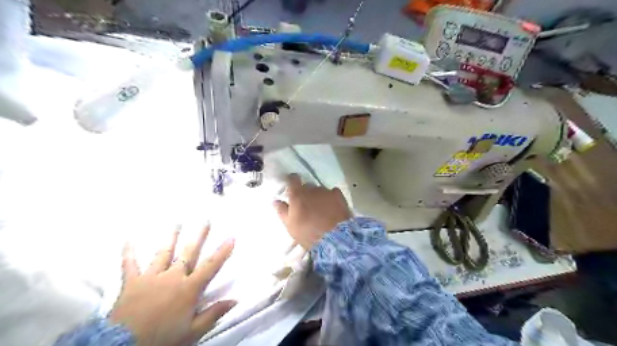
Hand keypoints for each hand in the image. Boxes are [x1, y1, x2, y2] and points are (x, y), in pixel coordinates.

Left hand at [110, 226, 234, 344]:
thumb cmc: (162, 338)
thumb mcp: (192, 331)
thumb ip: (213, 314)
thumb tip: (235, 300)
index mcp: (189, 288)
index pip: (210, 266)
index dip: (222, 251)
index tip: (231, 237)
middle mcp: (172, 277)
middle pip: (189, 253)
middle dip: (199, 236)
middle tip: (205, 220)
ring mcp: (152, 277)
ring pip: (163, 253)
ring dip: (171, 237)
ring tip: (177, 223)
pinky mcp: (132, 282)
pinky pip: (130, 264)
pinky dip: (129, 252)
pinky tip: (129, 239)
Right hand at [274, 174, 351, 249]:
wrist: (334, 239)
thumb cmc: (308, 233)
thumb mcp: (290, 225)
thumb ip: (282, 211)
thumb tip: (276, 200)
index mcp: (298, 195)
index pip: (293, 179)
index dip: (292, 181)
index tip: (292, 187)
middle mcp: (312, 189)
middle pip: (307, 186)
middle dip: (305, 193)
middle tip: (306, 206)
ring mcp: (327, 192)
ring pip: (320, 190)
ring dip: (318, 196)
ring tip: (320, 210)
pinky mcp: (339, 197)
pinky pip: (333, 193)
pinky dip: (331, 197)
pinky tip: (332, 207)